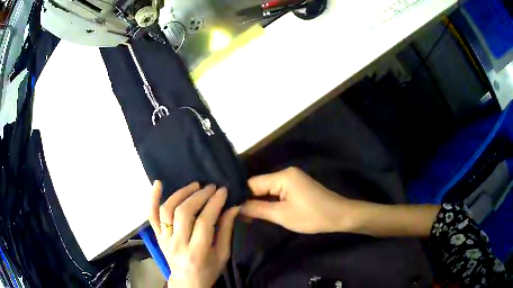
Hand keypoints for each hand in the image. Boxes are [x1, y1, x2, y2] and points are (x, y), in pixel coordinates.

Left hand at [149, 181, 238, 287]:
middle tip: (211, 187)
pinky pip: (151, 215)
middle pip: (184, 213)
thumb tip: (233, 207)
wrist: (187, 282)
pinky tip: (157, 183)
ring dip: (181, 193)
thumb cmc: (208, 270)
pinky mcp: (157, 236)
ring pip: (167, 210)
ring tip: (194, 185)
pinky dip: (152, 198)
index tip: (222, 190)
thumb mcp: (223, 254)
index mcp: (197, 252)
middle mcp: (177, 244)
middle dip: (199, 196)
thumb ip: (226, 230)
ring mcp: (164, 239)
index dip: (214, 203)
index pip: (204, 222)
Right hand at [241, 167, 356, 233]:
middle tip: (237, 215)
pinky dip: (269, 201)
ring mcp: (292, 178)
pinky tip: (261, 210)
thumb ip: (257, 209)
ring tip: (245, 215)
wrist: (339, 215)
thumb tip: (237, 207)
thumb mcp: (282, 215)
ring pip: (268, 189)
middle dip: (249, 200)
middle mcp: (286, 173)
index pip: (252, 183)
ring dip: (259, 201)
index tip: (230, 209)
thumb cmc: (312, 216)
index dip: (241, 196)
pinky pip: (277, 191)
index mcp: (282, 176)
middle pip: (260, 185)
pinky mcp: (296, 186)